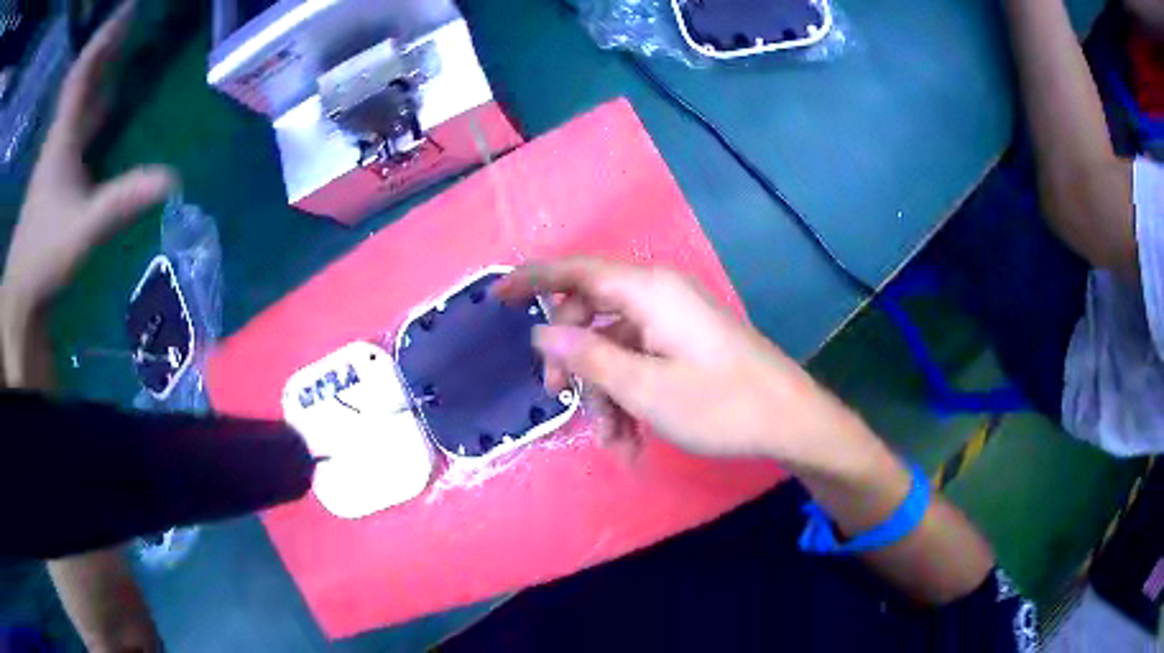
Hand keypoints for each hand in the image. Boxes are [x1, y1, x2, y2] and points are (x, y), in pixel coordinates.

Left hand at [1, 1, 174, 316]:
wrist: (20, 293)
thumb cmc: (43, 256)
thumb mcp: (83, 229)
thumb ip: (123, 201)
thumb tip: (174, 178)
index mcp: (62, 137)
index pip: (82, 71)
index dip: (104, 37)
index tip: (129, 8)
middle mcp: (59, 138)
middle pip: (82, 79)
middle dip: (106, 46)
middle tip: (132, 19)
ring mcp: (56, 158)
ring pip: (79, 102)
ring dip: (100, 73)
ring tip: (123, 50)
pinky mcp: (56, 177)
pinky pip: (78, 126)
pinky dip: (93, 106)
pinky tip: (107, 106)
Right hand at [493, 258, 864, 465]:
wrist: (790, 421)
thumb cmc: (720, 404)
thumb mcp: (644, 388)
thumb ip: (587, 356)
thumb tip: (540, 331)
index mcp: (649, 292)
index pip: (575, 271)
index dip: (532, 279)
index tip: (496, 295)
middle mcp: (659, 297)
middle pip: (592, 315)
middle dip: (573, 361)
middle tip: (559, 399)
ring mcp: (675, 322)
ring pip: (616, 349)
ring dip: (606, 395)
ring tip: (614, 444)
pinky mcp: (686, 346)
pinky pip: (642, 363)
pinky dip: (630, 398)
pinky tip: (633, 443)